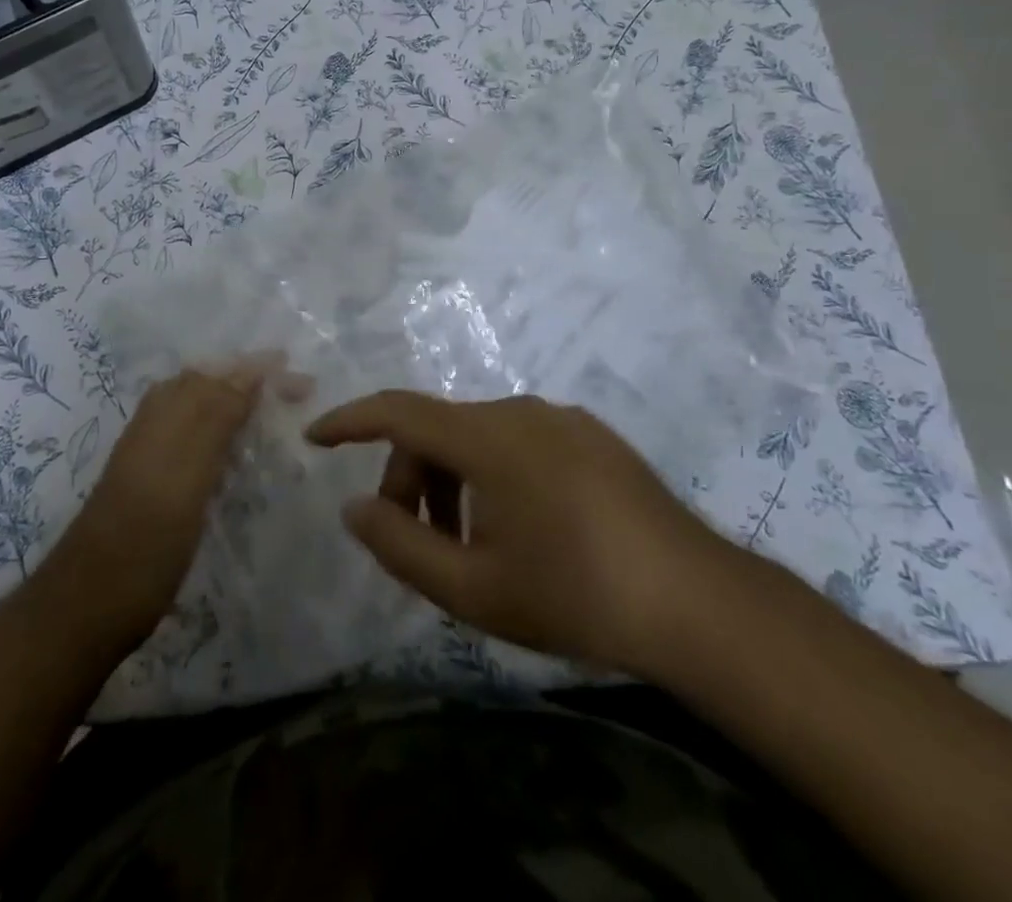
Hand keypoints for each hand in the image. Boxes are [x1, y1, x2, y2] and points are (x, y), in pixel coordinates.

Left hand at [32, 354, 310, 655]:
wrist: (92, 600)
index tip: (304, 380)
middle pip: (213, 384)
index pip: (222, 373)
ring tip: (277, 415)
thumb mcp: (190, 470)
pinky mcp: (156, 480)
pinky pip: (197, 438)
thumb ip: (218, 415)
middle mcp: (159, 419)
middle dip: (255, 382)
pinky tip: (241, 453)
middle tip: (300, 393)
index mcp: (167, 409)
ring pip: (204, 409)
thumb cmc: (148, 534)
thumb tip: (251, 368)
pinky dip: (225, 433)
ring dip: (241, 404)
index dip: (262, 370)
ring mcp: (154, 449)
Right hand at [306, 390, 746, 679]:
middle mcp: (520, 410)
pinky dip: (493, 475)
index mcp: (487, 437)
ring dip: (454, 484)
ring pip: (478, 438)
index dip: (350, 420)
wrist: (695, 602)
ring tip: (472, 549)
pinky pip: (518, 441)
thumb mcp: (473, 588)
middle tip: (419, 546)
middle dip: (412, 482)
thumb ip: (400, 545)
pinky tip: (521, 529)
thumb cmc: (574, 594)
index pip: (399, 411)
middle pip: (439, 432)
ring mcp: (560, 418)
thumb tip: (354, 506)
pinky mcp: (591, 435)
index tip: (315, 437)